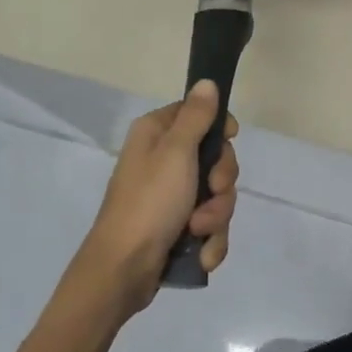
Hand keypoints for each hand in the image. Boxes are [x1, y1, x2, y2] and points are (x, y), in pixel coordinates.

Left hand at [76, 82, 238, 314]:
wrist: (123, 270)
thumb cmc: (149, 202)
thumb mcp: (176, 152)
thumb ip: (196, 116)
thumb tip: (206, 81)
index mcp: (156, 135)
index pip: (198, 114)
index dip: (219, 128)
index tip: (229, 140)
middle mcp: (162, 160)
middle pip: (215, 158)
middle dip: (221, 182)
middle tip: (211, 191)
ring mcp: (170, 197)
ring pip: (216, 195)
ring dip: (216, 216)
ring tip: (197, 231)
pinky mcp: (177, 228)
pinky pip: (209, 225)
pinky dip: (210, 240)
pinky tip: (202, 254)